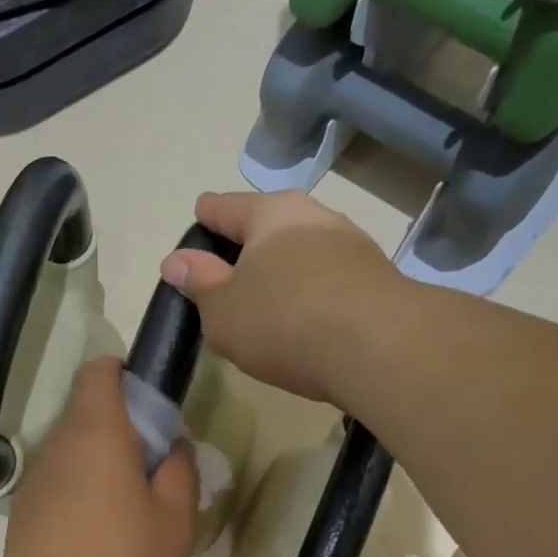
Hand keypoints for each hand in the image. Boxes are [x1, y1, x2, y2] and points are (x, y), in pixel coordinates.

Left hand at [0, 359, 199, 556]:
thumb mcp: (175, 519)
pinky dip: (80, 490)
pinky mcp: (24, 508)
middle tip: (152, 468)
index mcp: (97, 430)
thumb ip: (180, 472)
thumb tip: (173, 447)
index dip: (124, 376)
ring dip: (100, 462)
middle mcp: (59, 442)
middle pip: (87, 411)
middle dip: (121, 427)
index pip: (99, 371)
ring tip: (128, 508)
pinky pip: (59, 480)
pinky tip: (97, 533)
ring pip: (73, 449)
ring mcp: (36, 476)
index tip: (150, 407)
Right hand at [162, 190, 403, 404]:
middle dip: (245, 248)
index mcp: (269, 214)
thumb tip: (177, 260)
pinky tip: (301, 322)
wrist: (379, 349)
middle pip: (267, 226)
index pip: (224, 207)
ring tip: (264, 305)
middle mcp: (314, 217)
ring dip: (280, 272)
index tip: (196, 226)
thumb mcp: (222, 310)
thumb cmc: (283, 322)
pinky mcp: (375, 279)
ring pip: (300, 252)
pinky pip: (326, 279)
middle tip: (225, 279)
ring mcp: (351, 245)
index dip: (204, 219)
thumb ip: (199, 283)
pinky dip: (307, 292)